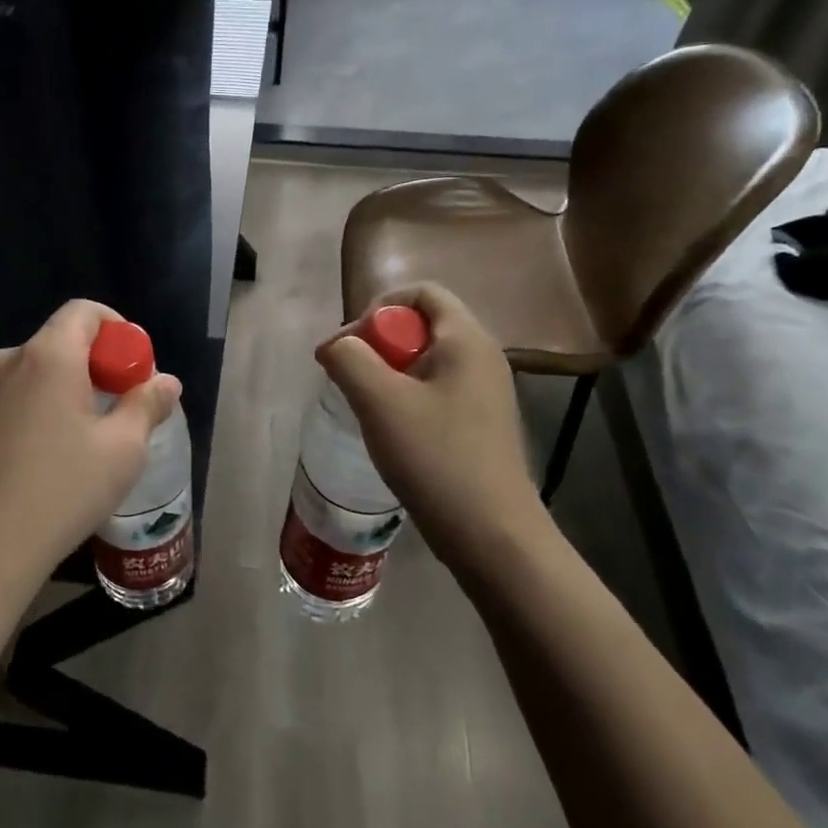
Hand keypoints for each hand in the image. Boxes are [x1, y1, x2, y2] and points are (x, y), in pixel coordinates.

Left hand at [0, 300, 182, 599]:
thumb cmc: (61, 491)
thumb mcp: (122, 450)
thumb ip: (147, 405)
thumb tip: (166, 381)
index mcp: (47, 357)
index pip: (83, 311)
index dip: (116, 328)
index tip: (133, 366)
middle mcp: (7, 363)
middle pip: (58, 343)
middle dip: (93, 365)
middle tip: (116, 408)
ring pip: (33, 375)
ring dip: (62, 391)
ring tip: (81, 441)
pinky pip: (9, 402)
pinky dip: (34, 413)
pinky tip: (42, 461)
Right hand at [317, 283, 544, 570]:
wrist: (492, 535)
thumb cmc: (436, 458)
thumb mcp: (380, 401)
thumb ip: (349, 359)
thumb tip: (335, 346)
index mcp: (466, 340)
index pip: (421, 292)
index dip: (378, 308)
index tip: (352, 345)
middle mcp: (482, 357)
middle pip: (421, 326)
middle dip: (378, 344)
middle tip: (350, 376)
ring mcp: (485, 392)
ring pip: (425, 362)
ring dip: (388, 374)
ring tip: (364, 405)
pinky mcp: (480, 423)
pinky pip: (436, 390)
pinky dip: (406, 398)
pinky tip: (389, 431)